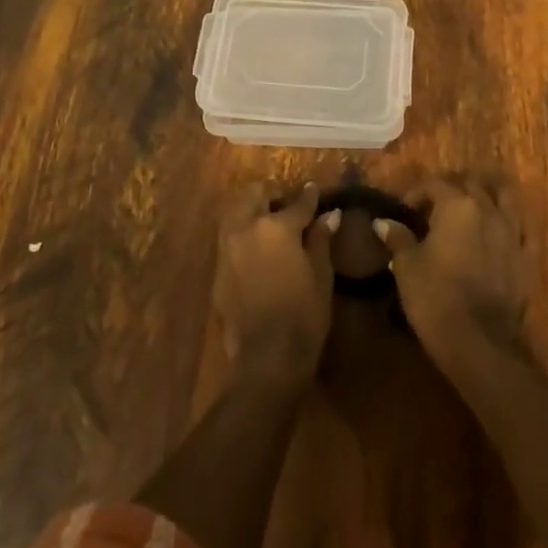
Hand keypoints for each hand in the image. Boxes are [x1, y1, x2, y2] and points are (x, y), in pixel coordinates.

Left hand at [215, 182, 338, 383]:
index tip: (314, 189)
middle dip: (271, 194)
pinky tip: (256, 247)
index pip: (297, 202)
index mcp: (276, 227)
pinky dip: (242, 232)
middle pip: (255, 194)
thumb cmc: (304, 314)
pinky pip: (229, 237)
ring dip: (251, 209)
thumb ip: (321, 239)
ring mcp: (227, 247)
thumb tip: (330, 214)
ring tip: (268, 222)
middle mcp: (246, 228)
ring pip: (236, 211)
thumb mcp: (321, 274)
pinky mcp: (218, 268)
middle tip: (286, 203)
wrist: (267, 358)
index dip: (309, 196)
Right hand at [377, 177, 529, 368]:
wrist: (479, 342)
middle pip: (471, 185)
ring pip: (503, 198)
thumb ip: (398, 238)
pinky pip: (519, 229)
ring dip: (486, 197)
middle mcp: (488, 210)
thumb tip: (383, 222)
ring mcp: (512, 233)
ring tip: (470, 210)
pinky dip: (506, 225)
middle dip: (451, 190)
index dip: (416, 193)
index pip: (434, 184)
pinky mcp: (526, 258)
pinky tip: (495, 236)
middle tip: (434, 209)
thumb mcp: (407, 266)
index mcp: (457, 205)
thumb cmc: (435, 297)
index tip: (404, 210)